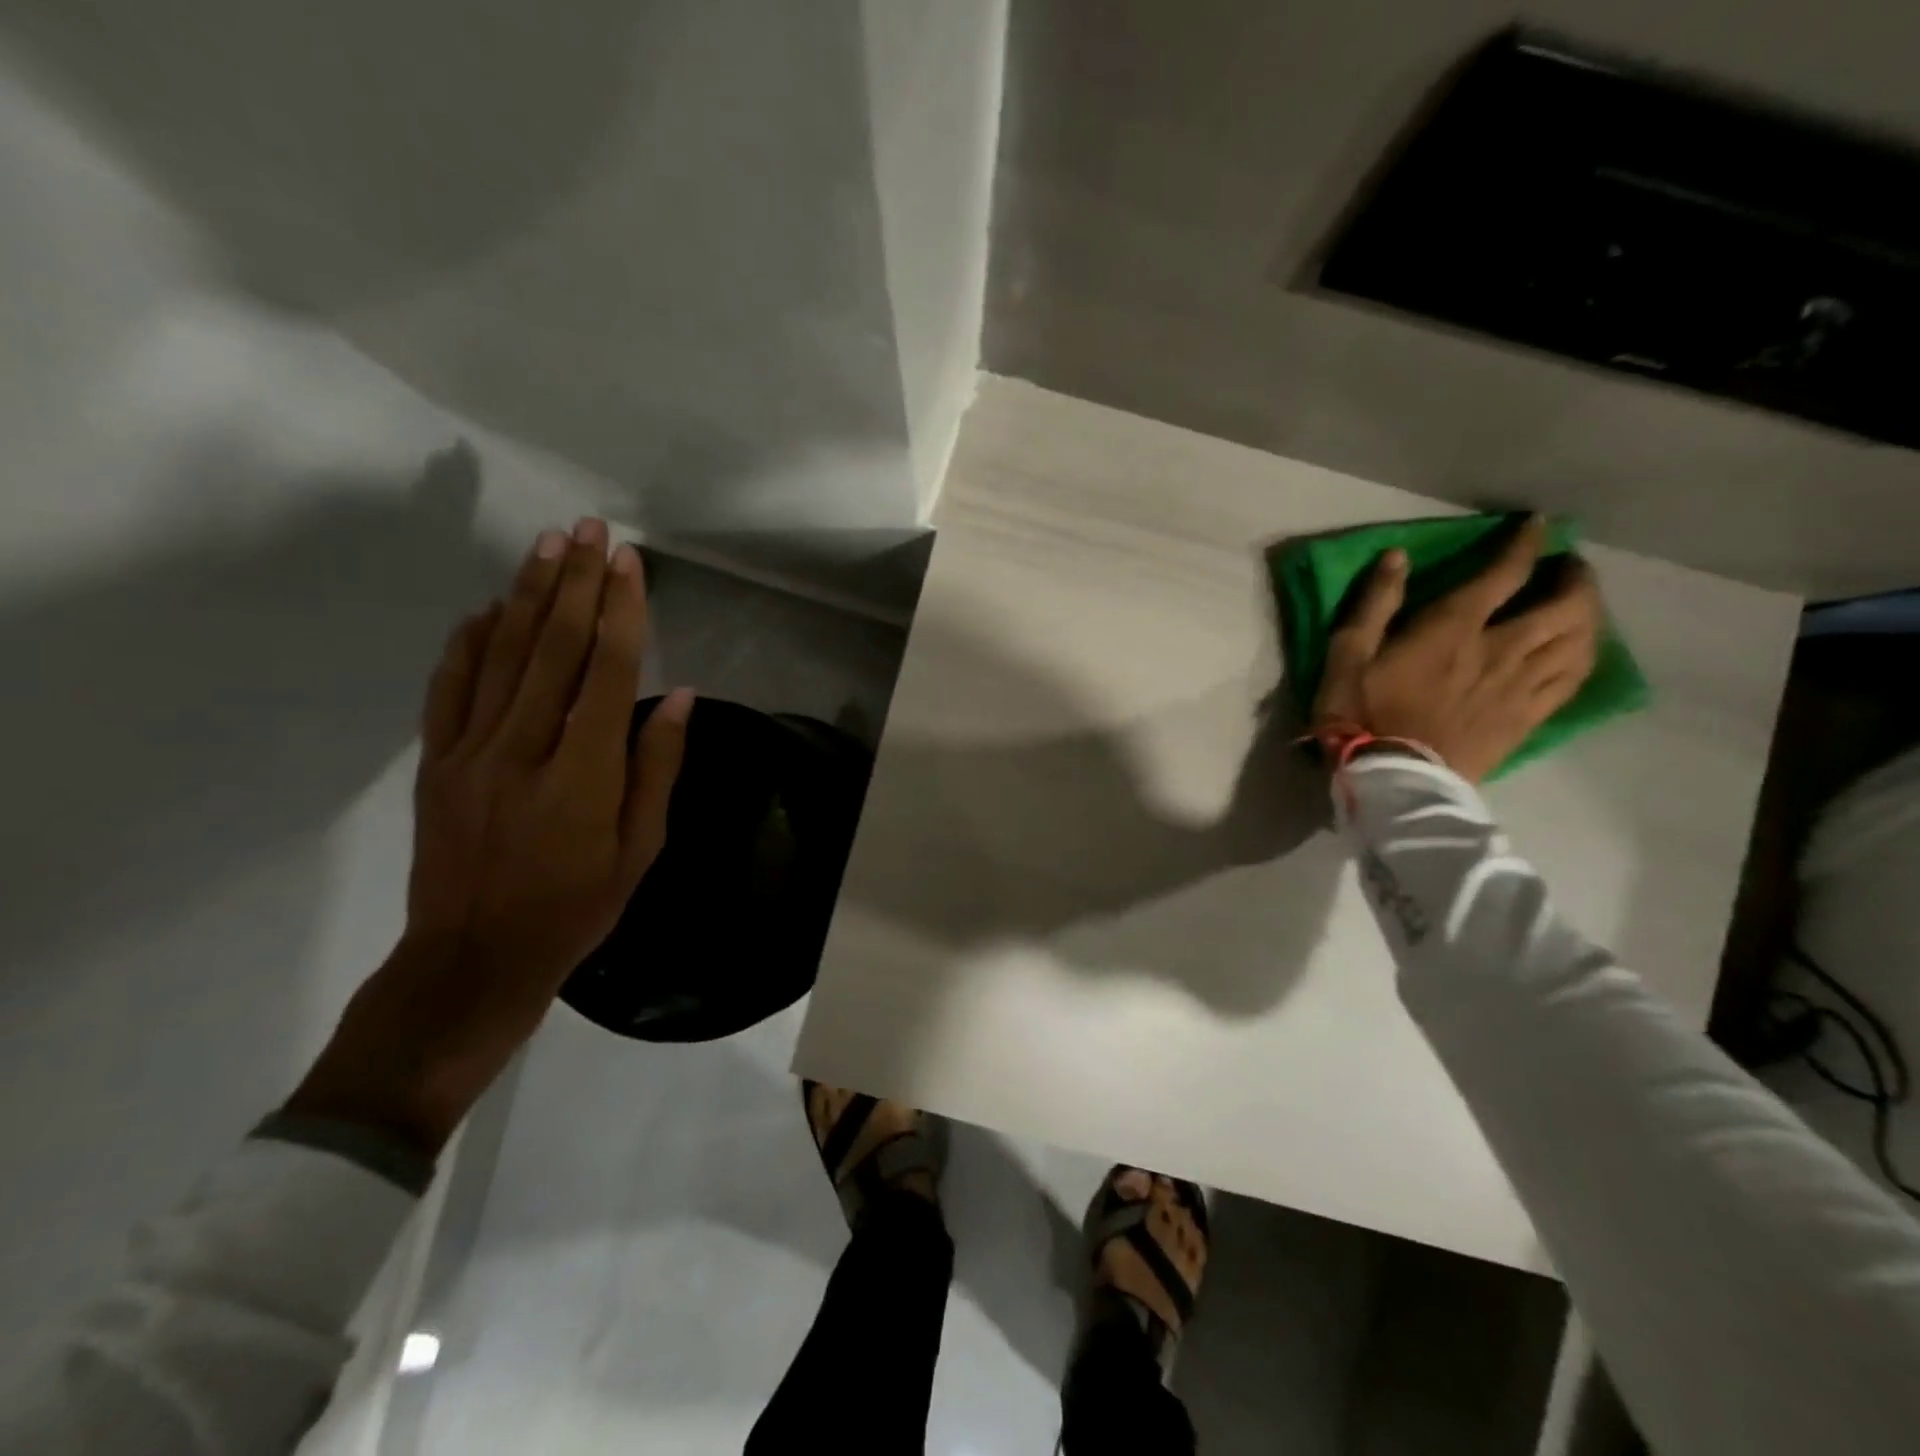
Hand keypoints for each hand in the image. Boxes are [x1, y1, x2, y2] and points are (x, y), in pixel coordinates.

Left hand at [286, 518, 690, 1151]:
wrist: (476, 955)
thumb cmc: (577, 906)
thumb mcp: (640, 848)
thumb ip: (657, 767)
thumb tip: (679, 697)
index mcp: (583, 771)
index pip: (605, 670)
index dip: (620, 610)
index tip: (628, 562)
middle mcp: (523, 746)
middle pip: (551, 646)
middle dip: (574, 581)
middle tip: (588, 529)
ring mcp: (470, 750)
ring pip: (500, 654)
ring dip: (526, 593)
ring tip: (546, 545)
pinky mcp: (436, 761)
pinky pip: (449, 687)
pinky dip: (468, 641)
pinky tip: (485, 608)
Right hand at [1312, 516, 1601, 782]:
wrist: (1393, 779)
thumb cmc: (1361, 715)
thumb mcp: (1347, 656)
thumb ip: (1374, 605)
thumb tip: (1398, 556)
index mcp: (1453, 631)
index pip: (1504, 575)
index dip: (1526, 544)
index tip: (1539, 526)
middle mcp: (1500, 651)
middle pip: (1564, 606)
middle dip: (1574, 578)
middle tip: (1567, 568)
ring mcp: (1520, 687)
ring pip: (1579, 640)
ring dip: (1588, 614)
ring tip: (1580, 605)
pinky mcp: (1527, 718)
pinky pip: (1573, 679)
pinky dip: (1584, 655)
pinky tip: (1579, 650)